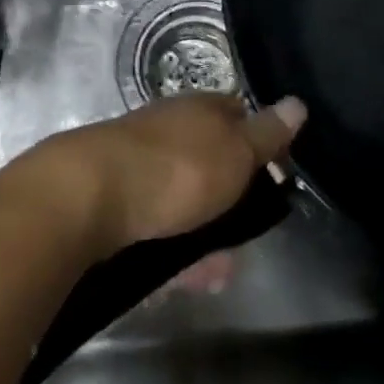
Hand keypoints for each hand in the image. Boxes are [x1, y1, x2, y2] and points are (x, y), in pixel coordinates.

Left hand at [26, 95, 306, 257]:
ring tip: (218, 275)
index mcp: (199, 109)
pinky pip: (153, 226)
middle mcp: (169, 129)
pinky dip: (170, 251)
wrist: (85, 197)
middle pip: (211, 162)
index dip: (260, 143)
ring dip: (203, 236)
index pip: (239, 115)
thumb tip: (298, 103)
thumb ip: (267, 134)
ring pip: (182, 200)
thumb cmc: (175, 169)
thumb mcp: (235, 152)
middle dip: (232, 204)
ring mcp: (138, 163)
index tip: (277, 178)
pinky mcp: (113, 201)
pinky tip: (177, 280)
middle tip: (247, 241)